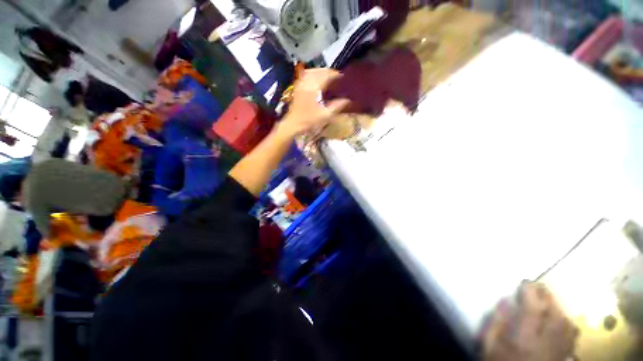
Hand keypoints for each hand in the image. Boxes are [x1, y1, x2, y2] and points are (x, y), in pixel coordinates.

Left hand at [279, 69, 349, 137]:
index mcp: (314, 88)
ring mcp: (301, 84)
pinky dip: (312, 74)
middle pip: (319, 71)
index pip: (326, 75)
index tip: (342, 76)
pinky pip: (305, 75)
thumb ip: (337, 106)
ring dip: (320, 71)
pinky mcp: (297, 87)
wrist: (293, 124)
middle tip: (336, 76)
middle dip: (328, 72)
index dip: (335, 74)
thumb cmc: (309, 120)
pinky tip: (316, 78)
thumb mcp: (325, 115)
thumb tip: (348, 100)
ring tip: (328, 76)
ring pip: (312, 72)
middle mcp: (306, 83)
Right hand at [483, 283, 577, 360]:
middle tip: (538, 287)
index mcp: (524, 337)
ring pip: (567, 323)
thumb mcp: (489, 344)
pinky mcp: (563, 355)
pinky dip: (568, 323)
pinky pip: (572, 335)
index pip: (533, 308)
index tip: (525, 282)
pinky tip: (561, 320)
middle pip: (555, 314)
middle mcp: (546, 341)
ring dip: (559, 308)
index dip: (531, 291)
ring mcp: (558, 349)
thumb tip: (505, 300)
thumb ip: (496, 322)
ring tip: (549, 301)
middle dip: (548, 296)